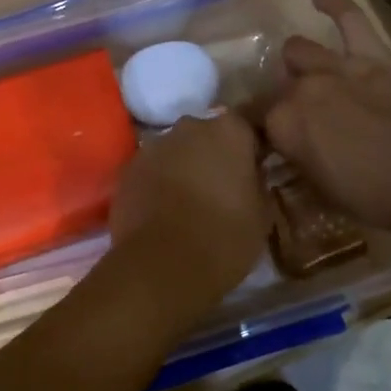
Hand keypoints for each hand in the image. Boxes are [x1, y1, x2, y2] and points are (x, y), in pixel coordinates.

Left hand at [108, 111, 270, 324]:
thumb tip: (250, 175)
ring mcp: (155, 144)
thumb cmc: (224, 237)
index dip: (249, 149)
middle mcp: (190, 126)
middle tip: (221, 189)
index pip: (245, 127)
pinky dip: (158, 183)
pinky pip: (151, 169)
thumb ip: (257, 182)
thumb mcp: (261, 214)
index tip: (253, 171)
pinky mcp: (129, 167)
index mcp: (229, 131)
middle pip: (206, 135)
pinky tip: (163, 212)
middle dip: (212, 155)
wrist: (162, 263)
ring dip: (183, 167)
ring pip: (176, 151)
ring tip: (189, 203)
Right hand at [258, 0, 390, 239]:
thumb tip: (287, 150)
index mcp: (283, 124)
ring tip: (305, 71)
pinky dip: (333, 4)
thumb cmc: (376, 197)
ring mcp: (336, 66)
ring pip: (298, 50)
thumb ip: (297, 161)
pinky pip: (349, 17)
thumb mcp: (322, 190)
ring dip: (298, 63)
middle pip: (276, 86)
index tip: (269, 141)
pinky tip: (319, 0)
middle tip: (299, 117)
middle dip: (281, 100)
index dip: (260, 129)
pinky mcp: (373, 55)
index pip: (255, 118)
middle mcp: (300, 88)